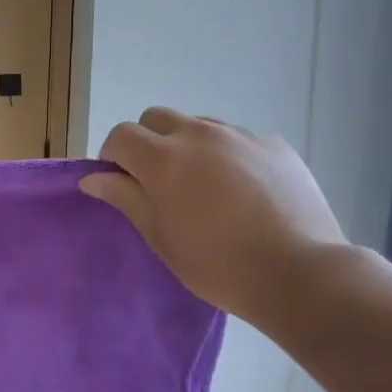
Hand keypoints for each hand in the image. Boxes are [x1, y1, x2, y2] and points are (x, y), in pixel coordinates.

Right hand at [81, 108, 346, 327]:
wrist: (299, 273)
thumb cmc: (216, 263)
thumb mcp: (159, 236)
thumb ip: (125, 198)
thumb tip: (93, 177)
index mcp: (163, 158)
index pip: (121, 135)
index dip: (113, 157)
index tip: (121, 184)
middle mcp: (200, 134)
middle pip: (157, 118)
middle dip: (148, 142)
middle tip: (159, 182)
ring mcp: (241, 136)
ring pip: (199, 125)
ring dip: (188, 146)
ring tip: (204, 187)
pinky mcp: (275, 145)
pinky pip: (237, 139)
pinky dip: (227, 155)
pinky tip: (243, 191)